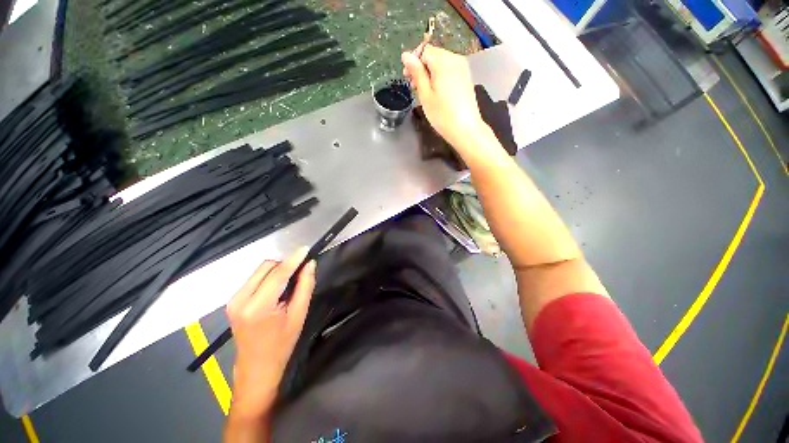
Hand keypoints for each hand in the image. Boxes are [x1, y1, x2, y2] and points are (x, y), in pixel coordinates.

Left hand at [226, 247, 315, 418]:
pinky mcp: (233, 301)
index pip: (278, 274)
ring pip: (260, 271)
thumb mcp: (299, 315)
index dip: (294, 259)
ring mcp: (234, 300)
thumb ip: (305, 286)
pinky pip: (254, 279)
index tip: (306, 249)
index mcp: (258, 307)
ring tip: (289, 284)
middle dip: (285, 265)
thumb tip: (310, 265)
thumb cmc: (281, 345)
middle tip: (300, 273)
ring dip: (277, 271)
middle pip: (266, 267)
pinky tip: (277, 290)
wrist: (257, 369)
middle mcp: (240, 300)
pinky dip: (269, 278)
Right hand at [402, 45, 487, 152]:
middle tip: (415, 87)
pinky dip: (440, 77)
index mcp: (443, 61)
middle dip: (422, 67)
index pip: (424, 50)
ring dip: (430, 73)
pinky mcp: (466, 77)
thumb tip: (406, 55)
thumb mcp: (425, 95)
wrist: (466, 129)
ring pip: (441, 62)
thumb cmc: (442, 115)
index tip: (407, 78)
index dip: (413, 62)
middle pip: (433, 55)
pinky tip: (437, 92)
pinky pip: (449, 70)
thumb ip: (416, 73)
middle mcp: (455, 59)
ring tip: (425, 92)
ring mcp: (463, 67)